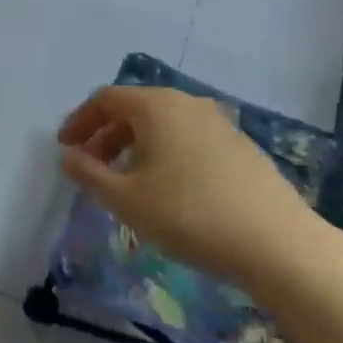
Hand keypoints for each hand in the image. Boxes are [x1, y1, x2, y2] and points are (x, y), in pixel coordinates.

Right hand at [57, 85, 332, 288]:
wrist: (277, 244)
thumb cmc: (188, 214)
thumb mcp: (125, 199)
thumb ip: (88, 173)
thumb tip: (68, 156)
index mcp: (156, 106)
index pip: (105, 99)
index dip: (79, 121)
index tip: (65, 148)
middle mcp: (188, 104)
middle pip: (134, 109)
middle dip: (106, 135)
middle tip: (91, 167)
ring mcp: (219, 123)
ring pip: (163, 125)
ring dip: (134, 146)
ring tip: (126, 181)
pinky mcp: (241, 147)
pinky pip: (188, 139)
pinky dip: (165, 154)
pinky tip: (167, 189)